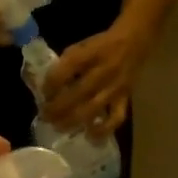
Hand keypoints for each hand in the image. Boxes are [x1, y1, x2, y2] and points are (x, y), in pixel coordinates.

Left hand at [41, 21, 147, 136]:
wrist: (134, 41)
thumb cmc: (101, 46)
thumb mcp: (81, 46)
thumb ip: (65, 64)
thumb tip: (48, 88)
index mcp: (90, 53)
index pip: (66, 70)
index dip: (50, 84)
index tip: (43, 94)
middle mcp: (103, 71)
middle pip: (76, 94)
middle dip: (57, 108)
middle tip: (45, 117)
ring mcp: (114, 87)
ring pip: (92, 109)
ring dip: (72, 121)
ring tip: (58, 127)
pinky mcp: (124, 99)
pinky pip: (115, 118)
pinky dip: (103, 130)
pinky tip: (90, 136)